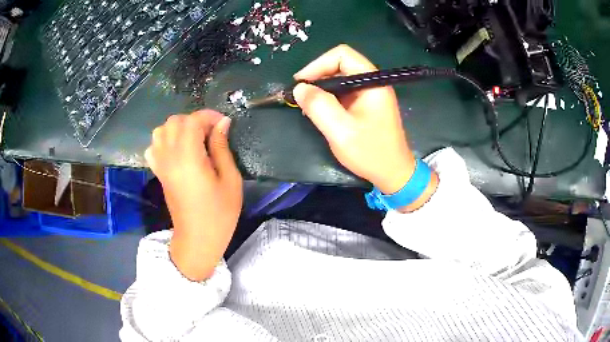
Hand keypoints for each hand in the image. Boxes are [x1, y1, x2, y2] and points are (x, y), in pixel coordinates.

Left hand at [145, 110, 241, 280]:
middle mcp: (169, 157)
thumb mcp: (230, 180)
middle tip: (210, 133)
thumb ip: (222, 148)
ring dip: (178, 128)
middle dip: (194, 120)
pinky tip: (177, 150)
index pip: (191, 121)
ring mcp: (161, 165)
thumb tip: (222, 123)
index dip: (208, 116)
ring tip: (194, 140)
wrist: (197, 239)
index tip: (223, 124)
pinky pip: (154, 146)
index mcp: (188, 158)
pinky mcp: (158, 173)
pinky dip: (165, 140)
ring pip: (161, 130)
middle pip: (174, 121)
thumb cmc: (219, 213)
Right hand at [293, 44, 437, 211]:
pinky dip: (328, 97)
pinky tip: (319, 111)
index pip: (342, 55)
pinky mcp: (365, 104)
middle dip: (317, 76)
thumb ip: (319, 106)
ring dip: (321, 88)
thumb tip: (299, 88)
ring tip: (307, 104)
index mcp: (372, 82)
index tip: (301, 83)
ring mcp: (369, 93)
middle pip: (340, 64)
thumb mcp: (341, 131)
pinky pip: (343, 92)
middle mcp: (372, 82)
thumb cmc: (371, 153)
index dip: (318, 64)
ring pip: (340, 78)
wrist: (393, 173)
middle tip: (300, 95)